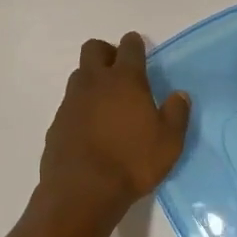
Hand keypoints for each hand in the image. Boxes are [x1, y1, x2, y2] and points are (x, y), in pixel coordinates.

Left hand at [38, 32, 189, 222]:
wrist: (82, 191)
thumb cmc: (132, 162)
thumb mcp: (169, 142)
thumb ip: (176, 114)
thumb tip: (180, 95)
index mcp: (125, 80)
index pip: (129, 47)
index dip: (135, 45)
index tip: (139, 49)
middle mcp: (94, 82)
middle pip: (94, 49)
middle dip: (107, 53)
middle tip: (120, 72)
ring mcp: (71, 101)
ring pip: (79, 75)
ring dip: (92, 80)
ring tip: (107, 104)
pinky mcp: (57, 122)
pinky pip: (70, 104)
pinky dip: (81, 108)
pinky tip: (91, 129)